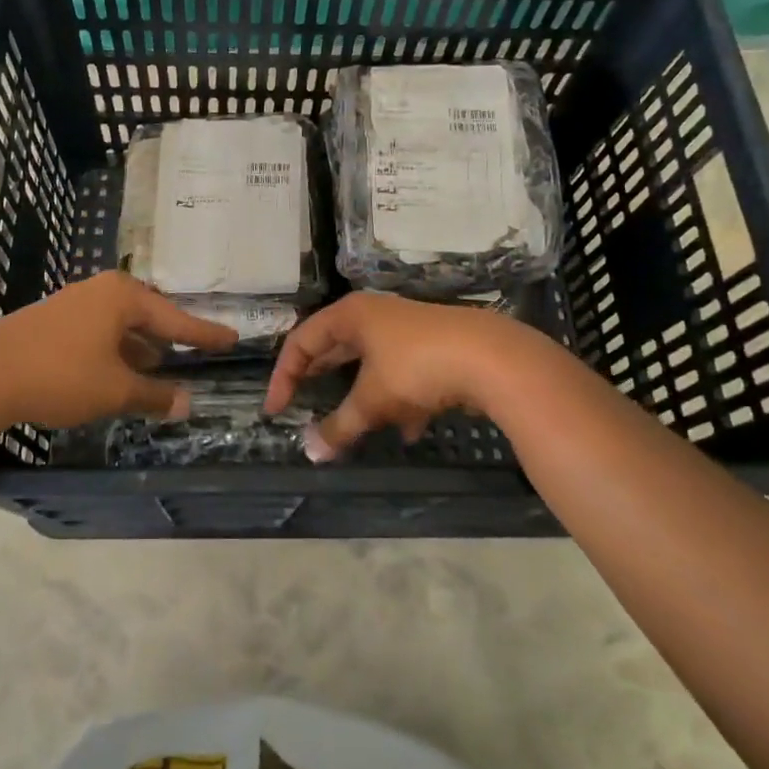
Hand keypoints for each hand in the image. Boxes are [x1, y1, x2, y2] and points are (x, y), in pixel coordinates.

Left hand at [0, 272, 237, 429]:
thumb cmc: (60, 375)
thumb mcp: (115, 389)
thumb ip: (155, 395)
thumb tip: (188, 403)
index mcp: (123, 297)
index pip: (177, 319)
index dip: (205, 334)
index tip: (232, 339)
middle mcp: (100, 292)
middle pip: (148, 316)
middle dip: (170, 338)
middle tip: (197, 350)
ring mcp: (73, 304)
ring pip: (121, 326)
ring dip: (140, 348)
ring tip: (159, 367)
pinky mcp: (51, 322)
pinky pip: (98, 333)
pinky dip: (115, 351)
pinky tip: (117, 372)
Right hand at [263, 293, 539, 458]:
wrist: (493, 358)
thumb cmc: (416, 368)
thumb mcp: (372, 400)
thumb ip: (340, 426)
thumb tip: (311, 453)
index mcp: (351, 315)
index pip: (302, 341)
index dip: (284, 376)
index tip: (276, 410)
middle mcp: (376, 315)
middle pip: (335, 348)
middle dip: (320, 380)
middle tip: (301, 405)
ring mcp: (408, 330)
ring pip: (372, 364)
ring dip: (362, 397)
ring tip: (355, 425)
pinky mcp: (435, 347)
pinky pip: (403, 375)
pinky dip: (398, 401)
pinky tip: (408, 430)